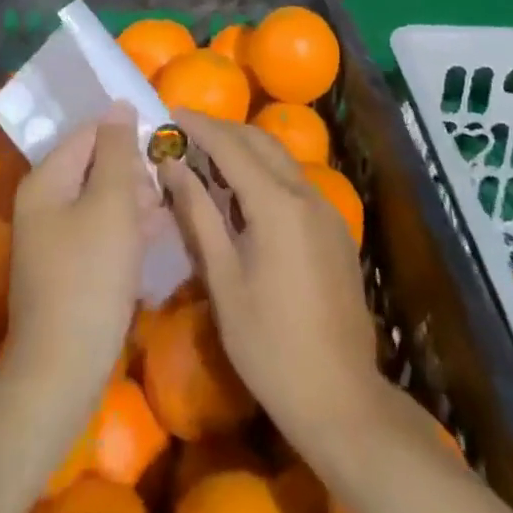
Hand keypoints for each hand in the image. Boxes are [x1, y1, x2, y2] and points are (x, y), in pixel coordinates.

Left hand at [4, 104, 155, 404]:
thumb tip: (119, 105)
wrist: (61, 373)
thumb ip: (117, 150)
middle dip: (133, 170)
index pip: (90, 133)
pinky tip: (158, 237)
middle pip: (95, 165)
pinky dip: (127, 230)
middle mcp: (44, 202)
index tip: (163, 145)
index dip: (126, 134)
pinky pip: (101, 232)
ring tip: (169, 210)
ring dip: (135, 201)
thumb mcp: (111, 204)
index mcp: (47, 179)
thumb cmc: (89, 276)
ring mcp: (54, 238)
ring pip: (101, 200)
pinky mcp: (68, 269)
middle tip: (168, 185)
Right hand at [156, 111, 379, 439]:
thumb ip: (198, 214)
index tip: (171, 113)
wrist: (341, 399)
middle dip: (223, 130)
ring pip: (281, 159)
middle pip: (260, 142)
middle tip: (187, 132)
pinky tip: (246, 193)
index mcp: (277, 203)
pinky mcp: (335, 229)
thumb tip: (172, 164)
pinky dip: (266, 172)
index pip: (231, 145)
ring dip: (246, 148)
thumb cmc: (270, 345)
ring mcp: (327, 210)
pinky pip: (296, 182)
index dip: (200, 126)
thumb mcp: (223, 280)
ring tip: (210, 156)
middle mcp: (306, 194)